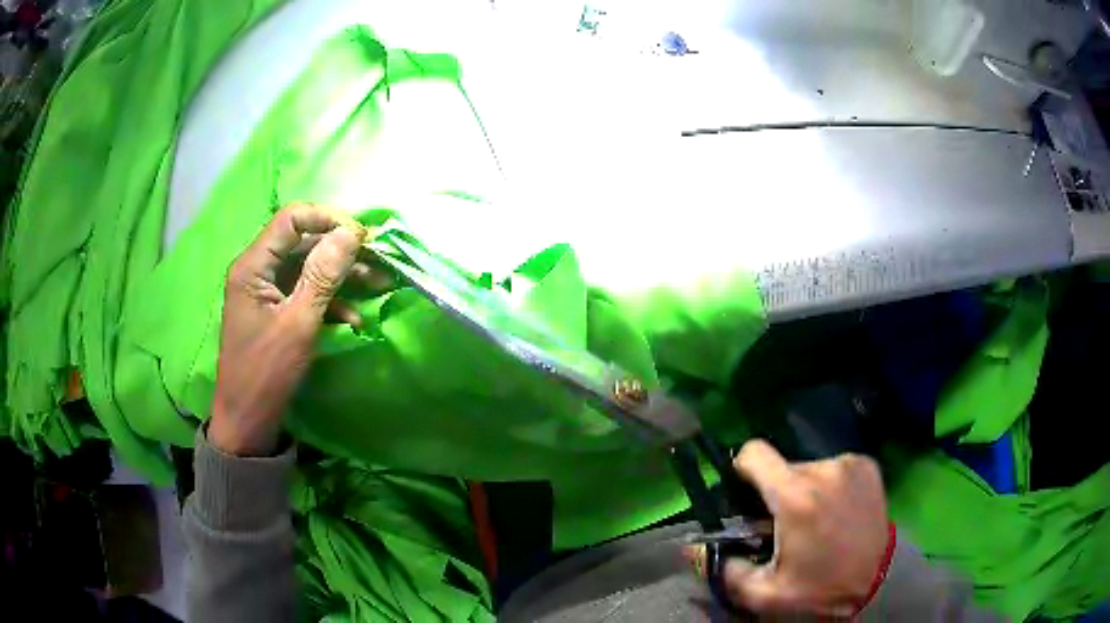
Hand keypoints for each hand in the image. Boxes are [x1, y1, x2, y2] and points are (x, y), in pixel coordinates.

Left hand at [208, 203, 387, 455]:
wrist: (248, 420)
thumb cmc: (267, 372)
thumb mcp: (299, 323)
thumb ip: (324, 274)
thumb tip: (352, 232)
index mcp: (253, 265)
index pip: (291, 219)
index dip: (328, 219)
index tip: (362, 236)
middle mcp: (257, 269)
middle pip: (302, 242)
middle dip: (341, 249)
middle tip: (377, 260)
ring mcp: (266, 290)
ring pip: (308, 267)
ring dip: (341, 275)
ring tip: (377, 283)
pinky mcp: (275, 310)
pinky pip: (305, 292)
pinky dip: (329, 300)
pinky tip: (352, 317)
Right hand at [684, 440, 889, 616]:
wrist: (879, 579)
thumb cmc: (820, 587)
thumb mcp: (765, 593)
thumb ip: (724, 570)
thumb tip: (691, 549)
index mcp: (796, 497)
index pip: (755, 453)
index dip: (742, 469)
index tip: (744, 492)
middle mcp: (824, 469)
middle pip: (782, 466)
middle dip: (777, 491)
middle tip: (786, 524)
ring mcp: (849, 463)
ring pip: (809, 468)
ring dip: (805, 489)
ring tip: (817, 520)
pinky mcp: (866, 465)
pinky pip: (834, 467)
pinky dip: (829, 485)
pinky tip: (839, 511)